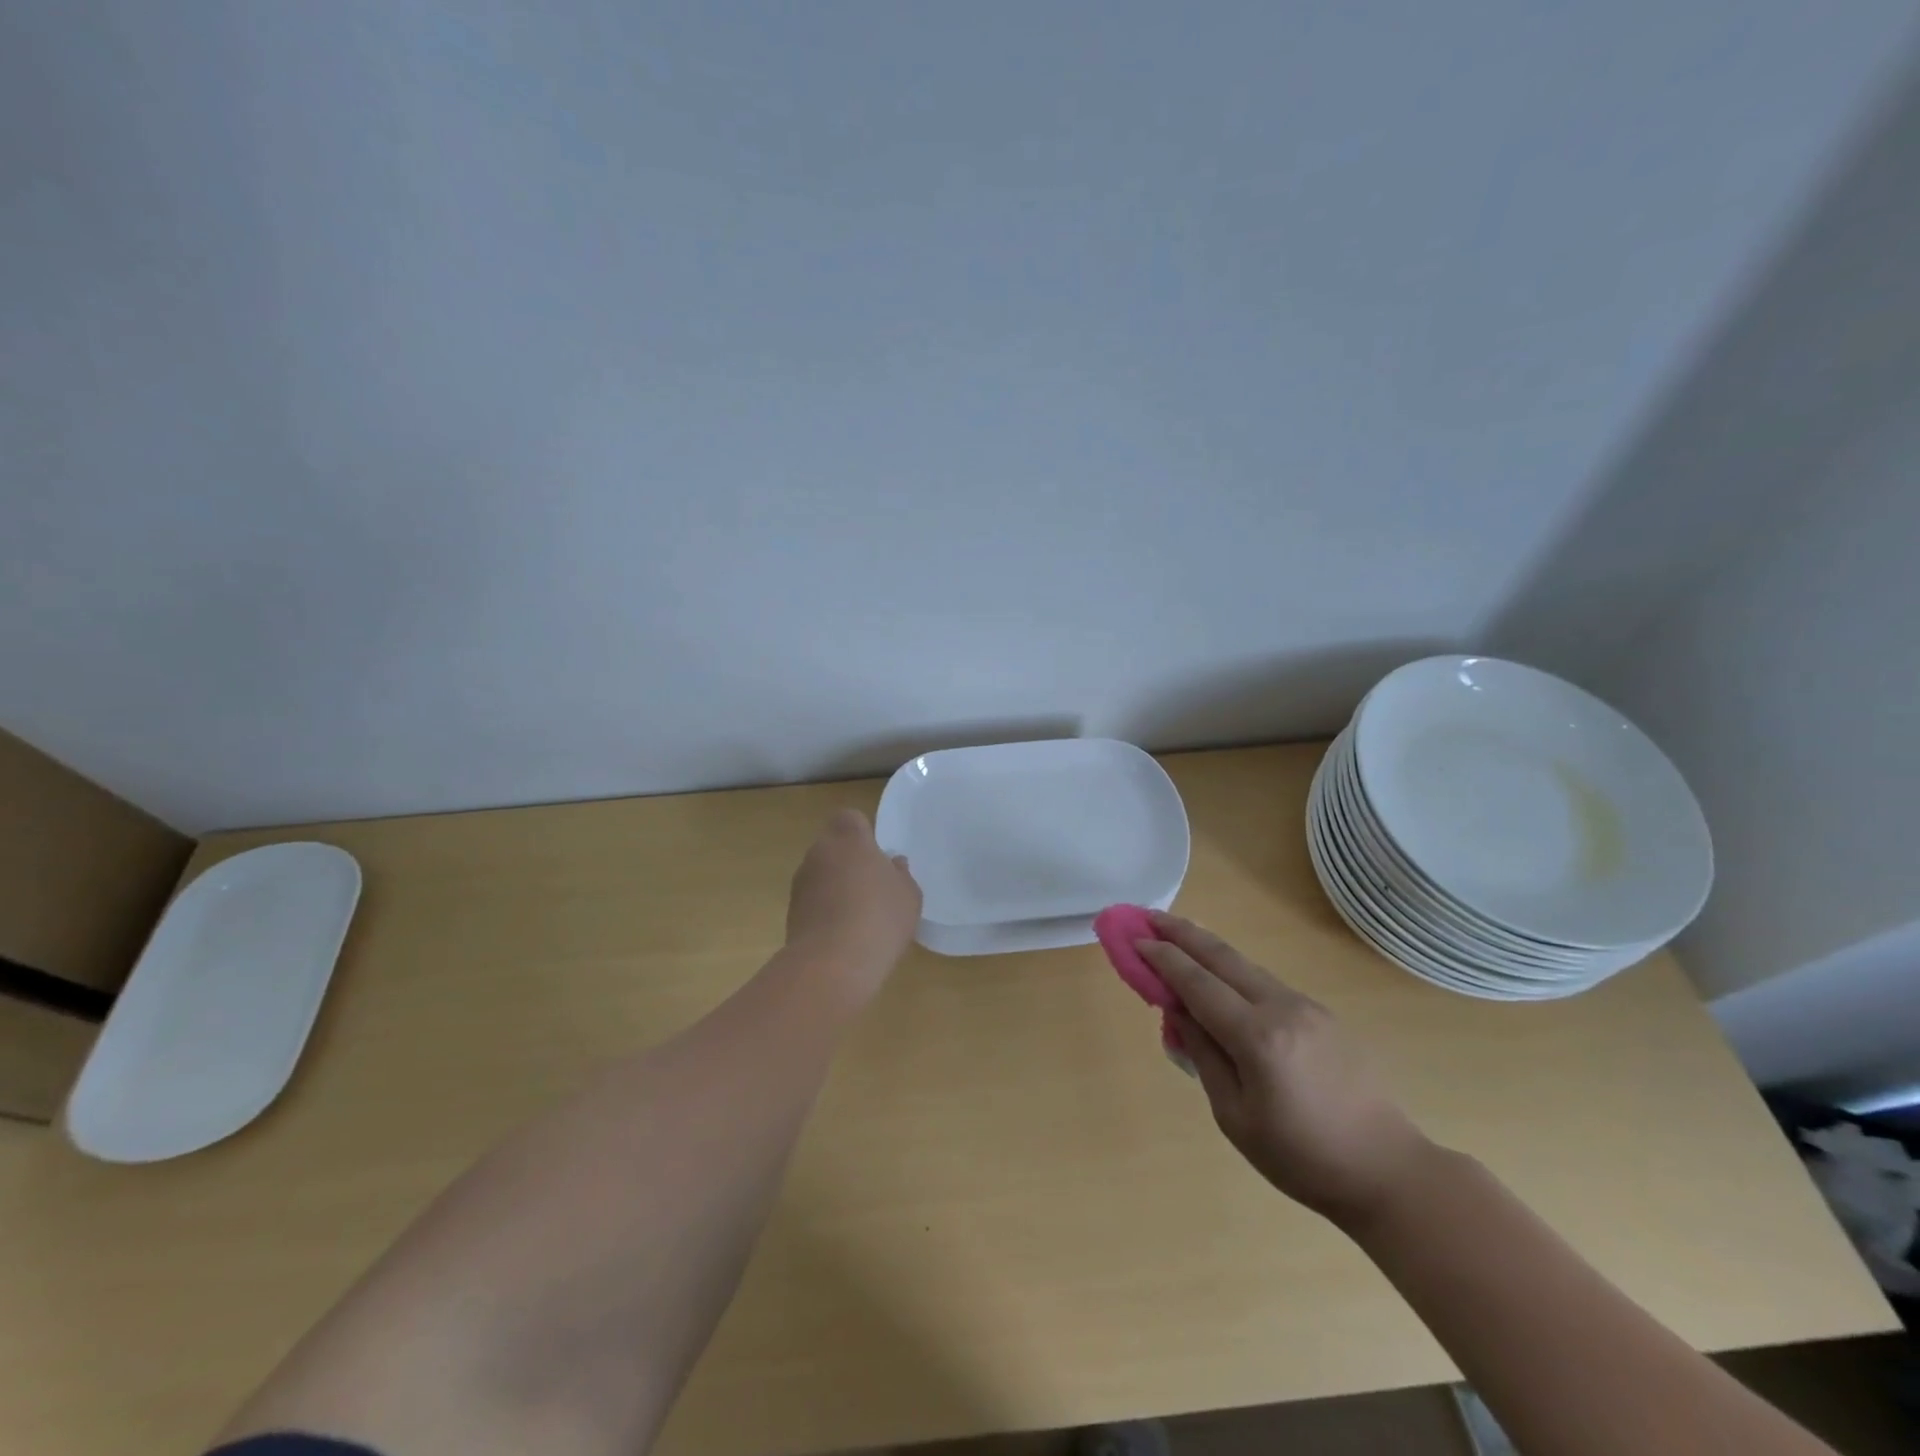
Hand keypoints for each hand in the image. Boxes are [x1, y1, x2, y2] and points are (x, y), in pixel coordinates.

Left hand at [784, 809, 921, 999]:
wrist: (833, 964)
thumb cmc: (879, 918)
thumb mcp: (909, 895)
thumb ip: (901, 875)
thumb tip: (893, 864)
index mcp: (849, 839)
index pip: (850, 818)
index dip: (863, 832)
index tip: (877, 854)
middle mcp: (819, 852)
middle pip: (833, 846)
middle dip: (849, 860)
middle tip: (872, 886)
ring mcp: (801, 882)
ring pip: (821, 873)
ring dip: (835, 886)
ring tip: (859, 915)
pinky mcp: (791, 912)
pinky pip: (813, 901)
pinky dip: (824, 910)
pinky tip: (843, 934)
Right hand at [1138, 912, 1435, 1225]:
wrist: (1389, 1171)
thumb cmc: (1302, 1158)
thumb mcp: (1235, 1117)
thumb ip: (1203, 1056)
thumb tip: (1179, 1011)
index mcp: (1257, 1037)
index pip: (1197, 984)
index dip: (1163, 958)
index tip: (1135, 938)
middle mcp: (1282, 1008)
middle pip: (1222, 957)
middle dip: (1182, 933)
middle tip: (1148, 915)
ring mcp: (1307, 1007)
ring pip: (1246, 965)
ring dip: (1208, 947)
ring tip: (1177, 934)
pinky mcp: (1323, 1014)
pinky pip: (1267, 983)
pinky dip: (1235, 971)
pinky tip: (1221, 976)